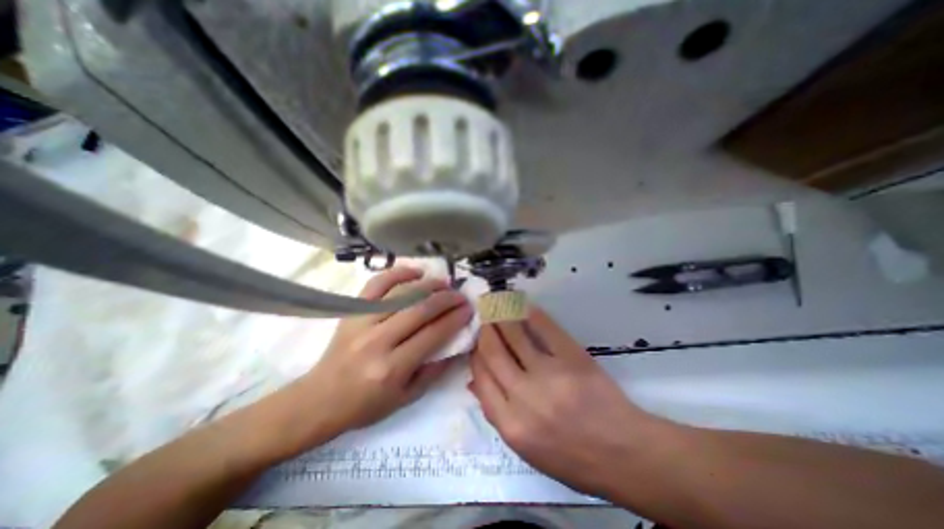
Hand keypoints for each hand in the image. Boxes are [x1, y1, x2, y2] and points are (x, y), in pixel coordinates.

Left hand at [288, 267, 471, 443]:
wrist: (319, 399)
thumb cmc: (366, 404)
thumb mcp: (407, 397)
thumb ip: (435, 370)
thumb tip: (457, 343)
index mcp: (392, 368)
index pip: (433, 334)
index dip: (455, 318)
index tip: (469, 309)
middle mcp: (378, 340)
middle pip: (420, 309)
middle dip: (447, 299)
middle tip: (461, 295)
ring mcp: (362, 321)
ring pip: (401, 293)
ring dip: (428, 284)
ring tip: (444, 283)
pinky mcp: (351, 311)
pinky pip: (377, 284)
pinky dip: (398, 273)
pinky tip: (415, 272)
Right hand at [471, 306, 662, 494]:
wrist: (624, 454)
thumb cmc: (572, 457)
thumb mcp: (527, 448)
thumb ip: (497, 413)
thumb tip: (476, 380)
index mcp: (510, 424)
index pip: (481, 376)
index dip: (476, 354)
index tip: (477, 342)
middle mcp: (525, 396)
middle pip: (493, 352)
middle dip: (485, 330)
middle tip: (484, 317)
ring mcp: (549, 374)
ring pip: (514, 335)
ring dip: (502, 316)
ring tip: (498, 305)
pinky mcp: (572, 358)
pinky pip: (545, 329)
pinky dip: (531, 314)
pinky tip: (523, 306)